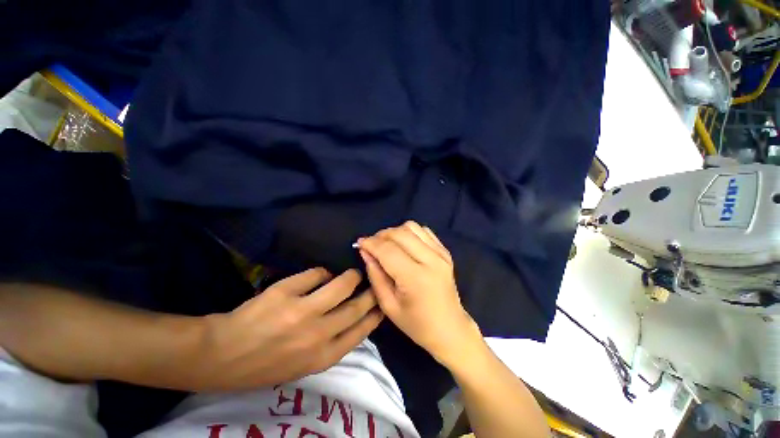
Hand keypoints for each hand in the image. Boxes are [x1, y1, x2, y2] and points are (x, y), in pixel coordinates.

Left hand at [193, 269, 382, 390]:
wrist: (222, 356)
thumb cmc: (266, 364)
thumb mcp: (304, 365)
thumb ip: (332, 344)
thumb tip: (353, 316)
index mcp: (323, 356)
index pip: (361, 331)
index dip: (376, 314)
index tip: (383, 304)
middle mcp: (317, 334)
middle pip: (357, 306)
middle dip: (370, 291)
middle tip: (374, 282)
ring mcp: (302, 311)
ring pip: (342, 283)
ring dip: (350, 276)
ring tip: (351, 274)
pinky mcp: (286, 292)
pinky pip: (316, 273)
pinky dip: (322, 272)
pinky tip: (320, 275)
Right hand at [356, 221, 482, 367]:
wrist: (450, 328)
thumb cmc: (416, 323)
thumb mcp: (388, 305)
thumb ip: (375, 275)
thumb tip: (365, 251)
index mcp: (415, 278)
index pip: (388, 250)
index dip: (370, 243)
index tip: (359, 242)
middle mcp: (431, 260)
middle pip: (400, 233)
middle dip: (381, 235)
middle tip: (372, 245)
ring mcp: (441, 253)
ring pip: (412, 227)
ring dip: (395, 232)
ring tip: (388, 244)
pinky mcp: (445, 251)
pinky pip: (424, 231)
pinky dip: (410, 232)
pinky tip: (405, 244)